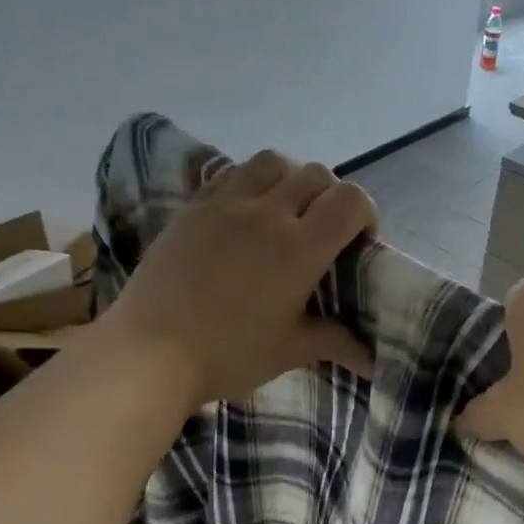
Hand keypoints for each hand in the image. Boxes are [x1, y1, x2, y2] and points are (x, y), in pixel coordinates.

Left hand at [104, 151, 375, 406]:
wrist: (150, 352)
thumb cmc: (229, 354)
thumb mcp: (289, 350)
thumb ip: (335, 342)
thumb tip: (373, 360)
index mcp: (300, 248)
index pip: (350, 199)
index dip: (364, 213)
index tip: (358, 242)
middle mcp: (267, 213)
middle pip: (315, 173)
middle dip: (330, 197)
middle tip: (322, 233)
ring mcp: (224, 204)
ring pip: (272, 162)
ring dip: (289, 180)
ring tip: (283, 214)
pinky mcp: (192, 207)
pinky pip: (230, 174)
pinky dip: (250, 184)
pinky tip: (242, 217)